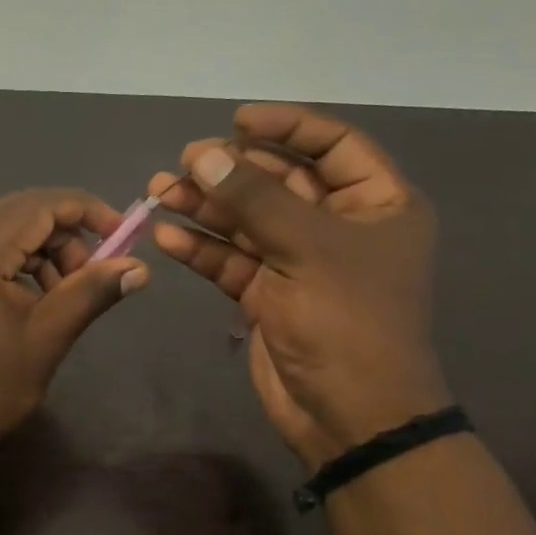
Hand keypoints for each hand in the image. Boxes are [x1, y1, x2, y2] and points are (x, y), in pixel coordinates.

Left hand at [0, 188, 149, 465]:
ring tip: (64, 295)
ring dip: (41, 251)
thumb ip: (91, 292)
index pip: (39, 205)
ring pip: (1, 232)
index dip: (87, 211)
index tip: (124, 235)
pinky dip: (14, 264)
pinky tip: (33, 300)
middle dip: (65, 235)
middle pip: (18, 213)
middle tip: (94, 274)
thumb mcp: (46, 338)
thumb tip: (140, 268)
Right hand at [150, 103, 449, 464]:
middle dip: (231, 170)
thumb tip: (204, 154)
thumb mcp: (306, 249)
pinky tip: (167, 236)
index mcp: (377, 204)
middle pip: (280, 182)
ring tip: (158, 192)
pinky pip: (231, 260)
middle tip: (183, 162)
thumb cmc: (347, 321)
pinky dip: (201, 248)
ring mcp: (300, 262)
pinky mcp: (267, 295)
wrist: (348, 414)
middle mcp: (339, 226)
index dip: (286, 126)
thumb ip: (253, 198)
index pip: (333, 145)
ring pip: (247, 221)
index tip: (235, 120)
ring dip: (205, 207)